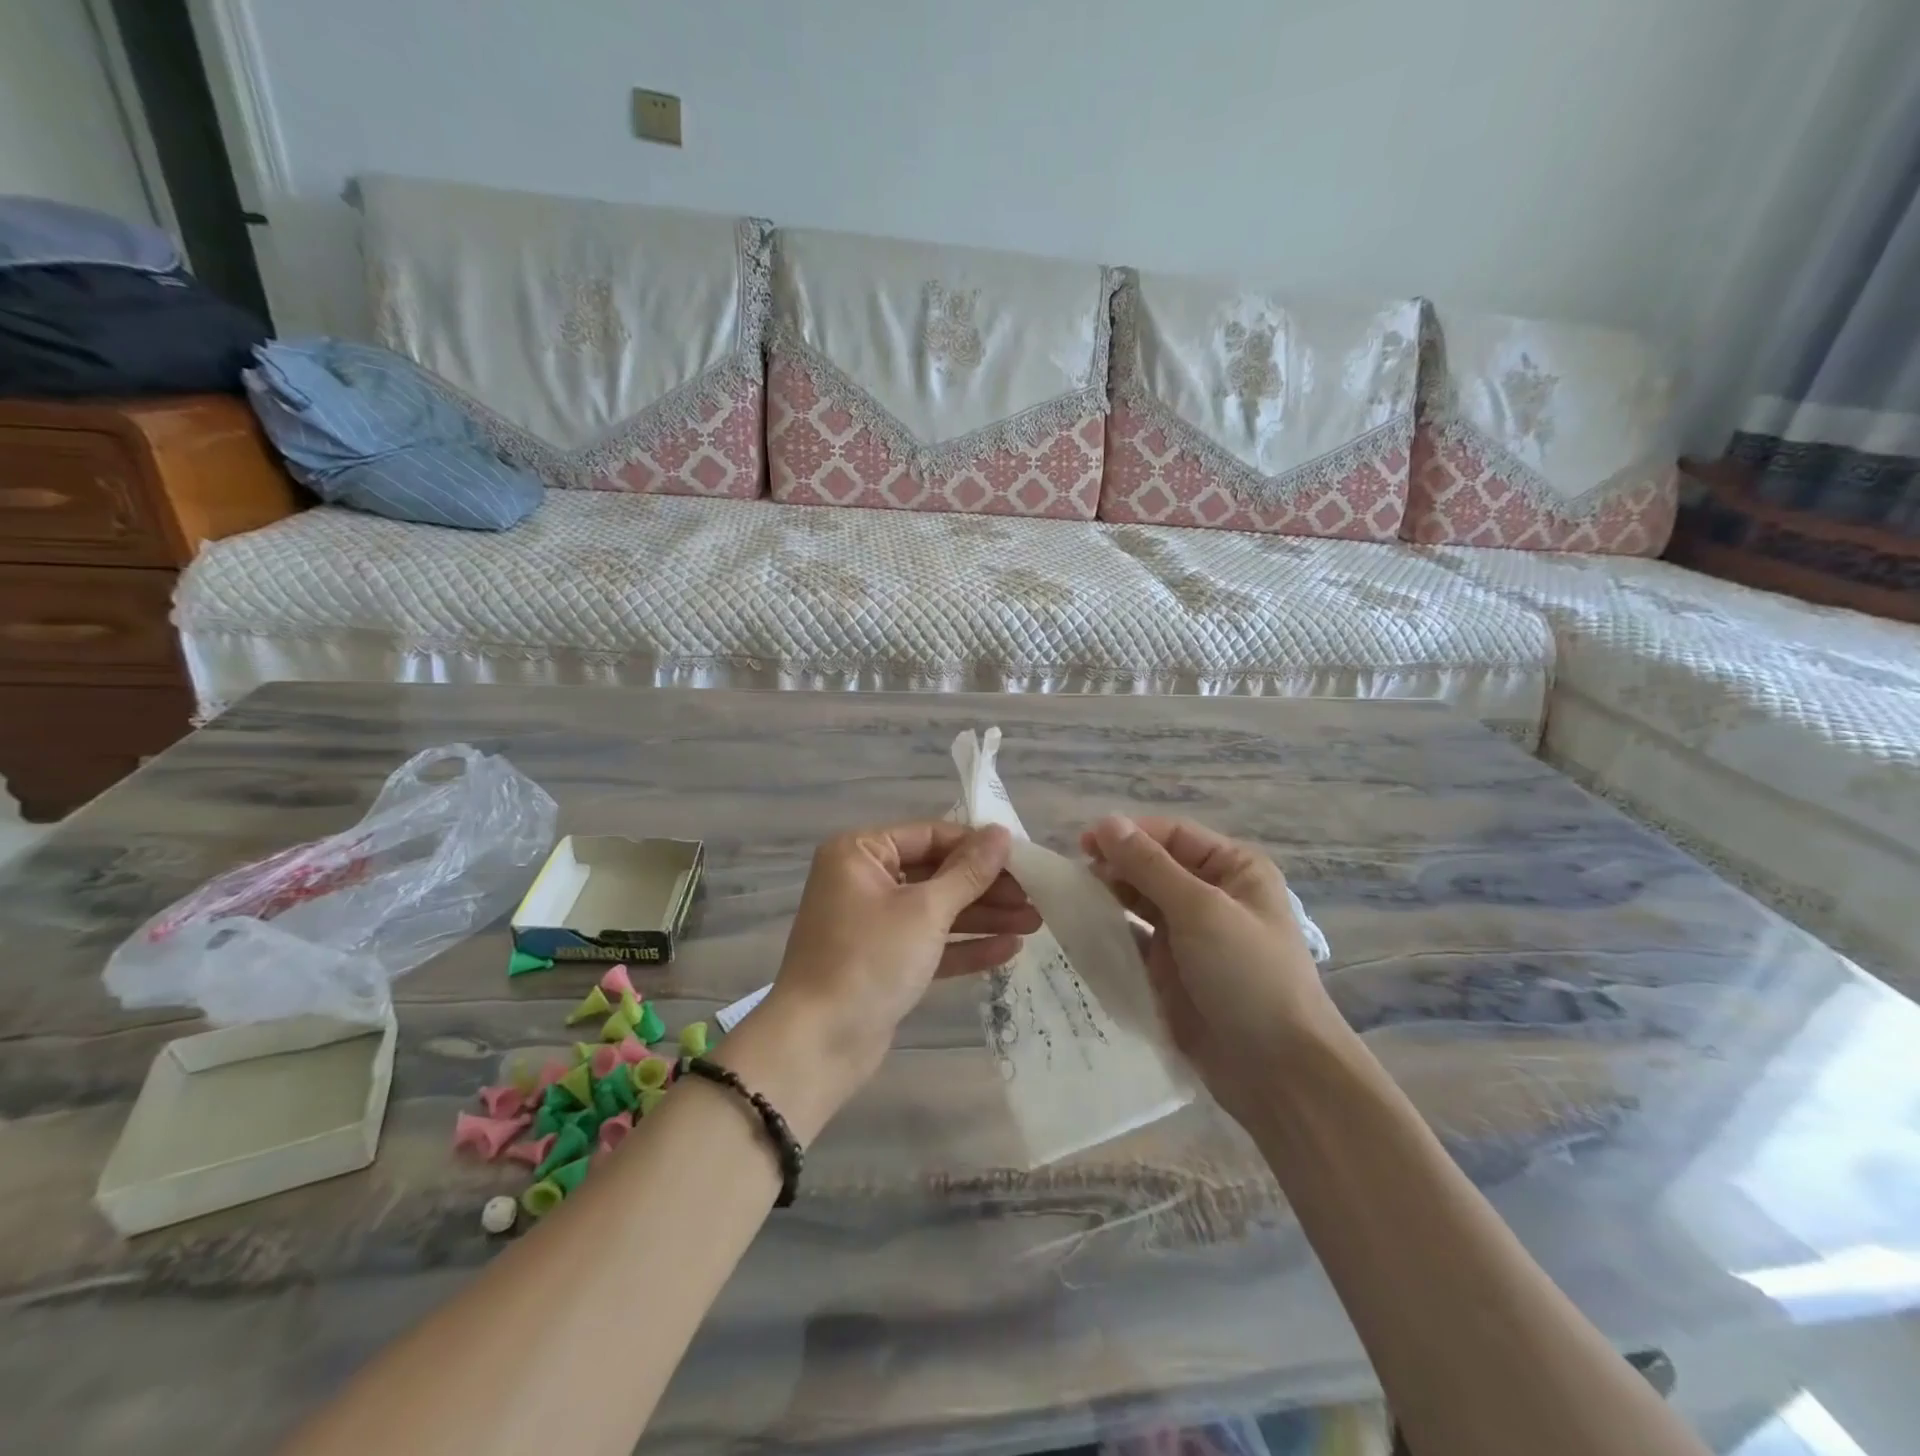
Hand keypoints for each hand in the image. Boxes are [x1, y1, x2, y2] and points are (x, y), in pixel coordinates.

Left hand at [730, 822, 1036, 1137]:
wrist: (817, 1045)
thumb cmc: (869, 960)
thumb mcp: (925, 911)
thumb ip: (967, 872)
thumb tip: (1001, 833)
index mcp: (860, 853)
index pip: (930, 836)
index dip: (978, 846)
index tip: (1023, 858)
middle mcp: (863, 880)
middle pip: (936, 873)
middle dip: (986, 887)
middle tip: (1036, 895)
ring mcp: (873, 923)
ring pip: (937, 910)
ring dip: (984, 916)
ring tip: (1036, 922)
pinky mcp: (884, 961)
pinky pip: (929, 943)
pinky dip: (964, 946)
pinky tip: (1009, 949)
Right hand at [1081, 815, 1342, 1123]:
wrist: (1278, 1073)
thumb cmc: (1249, 976)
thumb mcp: (1201, 910)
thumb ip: (1150, 866)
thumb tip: (1106, 823)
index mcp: (1234, 869)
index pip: (1172, 835)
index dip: (1128, 835)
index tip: (1083, 845)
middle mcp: (1212, 896)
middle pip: (1153, 867)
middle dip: (1115, 868)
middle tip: (1073, 879)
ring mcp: (1191, 936)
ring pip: (1140, 904)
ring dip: (1109, 900)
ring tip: (1072, 904)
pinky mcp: (1172, 972)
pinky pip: (1134, 942)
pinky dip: (1111, 936)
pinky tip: (1082, 935)